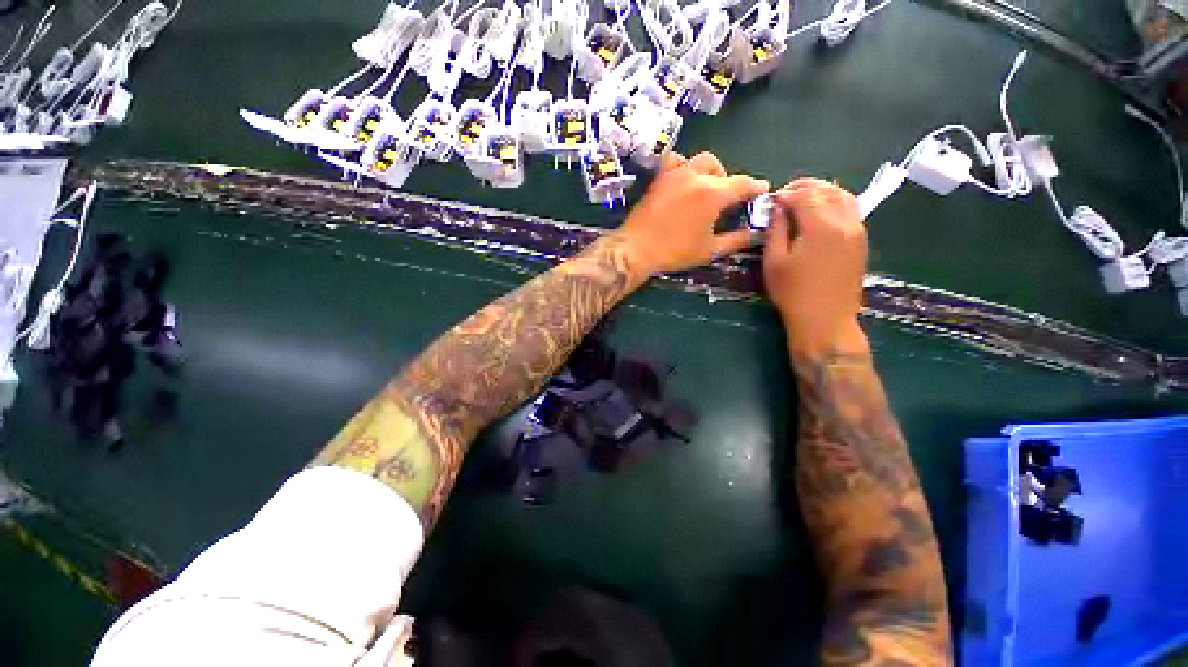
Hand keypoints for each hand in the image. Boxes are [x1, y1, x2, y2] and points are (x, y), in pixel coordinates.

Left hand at [612, 151, 768, 277]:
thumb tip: (757, 233)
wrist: (637, 248)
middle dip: (729, 181)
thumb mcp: (709, 250)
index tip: (762, 191)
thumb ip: (737, 239)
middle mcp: (697, 176)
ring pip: (701, 160)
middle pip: (722, 169)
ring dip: (710, 171)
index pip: (743, 184)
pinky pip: (675, 160)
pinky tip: (682, 179)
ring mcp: (676, 173)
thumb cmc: (674, 252)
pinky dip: (683, 165)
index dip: (756, 187)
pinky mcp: (660, 177)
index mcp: (714, 193)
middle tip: (727, 200)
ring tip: (706, 188)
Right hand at [764, 178, 868, 355]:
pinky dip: (833, 203)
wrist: (825, 320)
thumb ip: (776, 229)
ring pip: (842, 195)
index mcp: (820, 227)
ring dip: (820, 192)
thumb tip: (777, 207)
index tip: (770, 201)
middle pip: (826, 189)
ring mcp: (857, 230)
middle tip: (783, 197)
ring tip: (800, 202)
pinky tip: (818, 214)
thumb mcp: (774, 262)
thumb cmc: (793, 293)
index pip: (804, 194)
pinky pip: (850, 209)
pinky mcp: (861, 240)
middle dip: (803, 187)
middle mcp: (844, 222)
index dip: (785, 193)